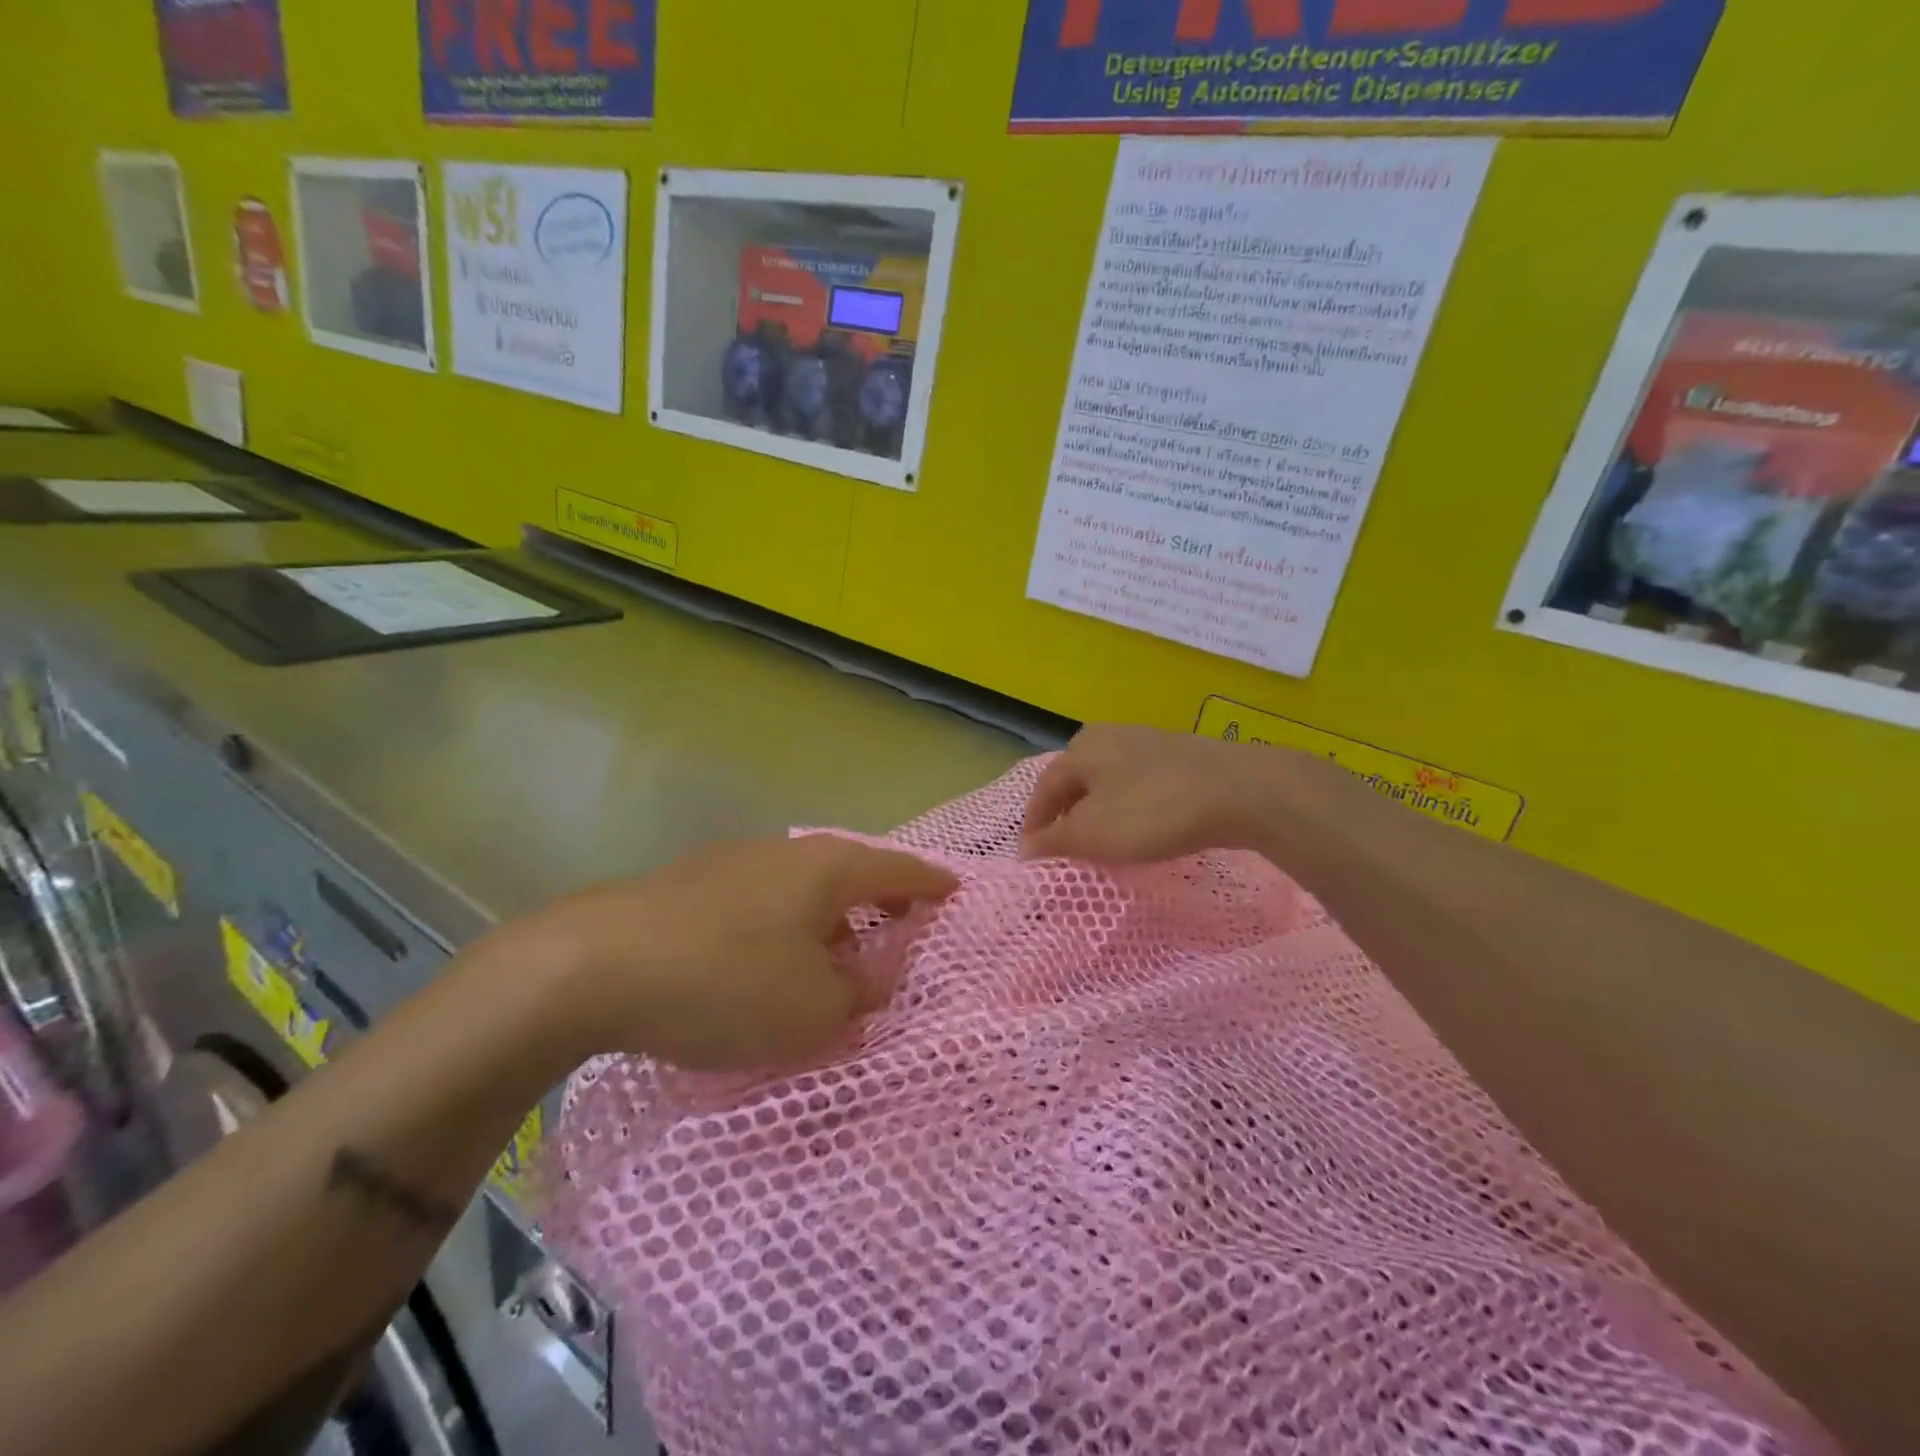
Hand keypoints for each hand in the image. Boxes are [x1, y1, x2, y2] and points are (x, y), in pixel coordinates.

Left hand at [511, 836, 956, 1070]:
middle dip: (879, 901)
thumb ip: (858, 993)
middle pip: (851, 872)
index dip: (931, 884)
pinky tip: (767, 960)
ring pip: (802, 886)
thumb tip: (871, 976)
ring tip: (834, 955)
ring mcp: (734, 863)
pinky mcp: (691, 885)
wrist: (595, 965)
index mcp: (828, 869)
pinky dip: (784, 925)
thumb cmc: (727, 983)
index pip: (899, 870)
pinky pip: (762, 900)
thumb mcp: (814, 1009)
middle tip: (899, 928)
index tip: (954, 893)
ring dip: (828, 917)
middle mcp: (786, 853)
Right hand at [1021, 723, 1305, 863]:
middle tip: (1067, 849)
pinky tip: (1143, 827)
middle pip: (1075, 782)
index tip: (1033, 857)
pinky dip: (1130, 807)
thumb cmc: (1151, 811)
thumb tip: (1026, 848)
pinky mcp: (1180, 756)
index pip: (1043, 790)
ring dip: (1100, 813)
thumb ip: (1054, 841)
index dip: (1035, 825)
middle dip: (1067, 816)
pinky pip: (1140, 784)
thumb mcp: (1092, 833)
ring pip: (1108, 782)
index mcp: (1080, 749)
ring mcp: (1147, 742)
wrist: (1239, 791)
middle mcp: (1108, 736)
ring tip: (1104, 843)